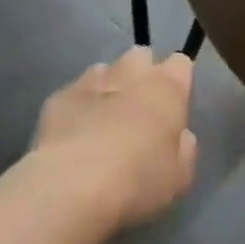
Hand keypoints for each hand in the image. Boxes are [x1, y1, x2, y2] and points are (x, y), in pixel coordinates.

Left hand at [30, 48, 196, 227]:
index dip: (177, 83)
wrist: (72, 186)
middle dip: (141, 77)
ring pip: (106, 72)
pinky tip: (72, 139)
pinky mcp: (60, 95)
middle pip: (142, 57)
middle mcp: (133, 71)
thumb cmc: (137, 180)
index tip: (172, 109)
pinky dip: (77, 109)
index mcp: (168, 86)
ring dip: (108, 90)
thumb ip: (184, 149)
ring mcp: (93, 79)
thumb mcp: (178, 177)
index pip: (180, 64)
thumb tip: (180, 137)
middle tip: (137, 113)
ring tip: (101, 127)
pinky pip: (75, 94)